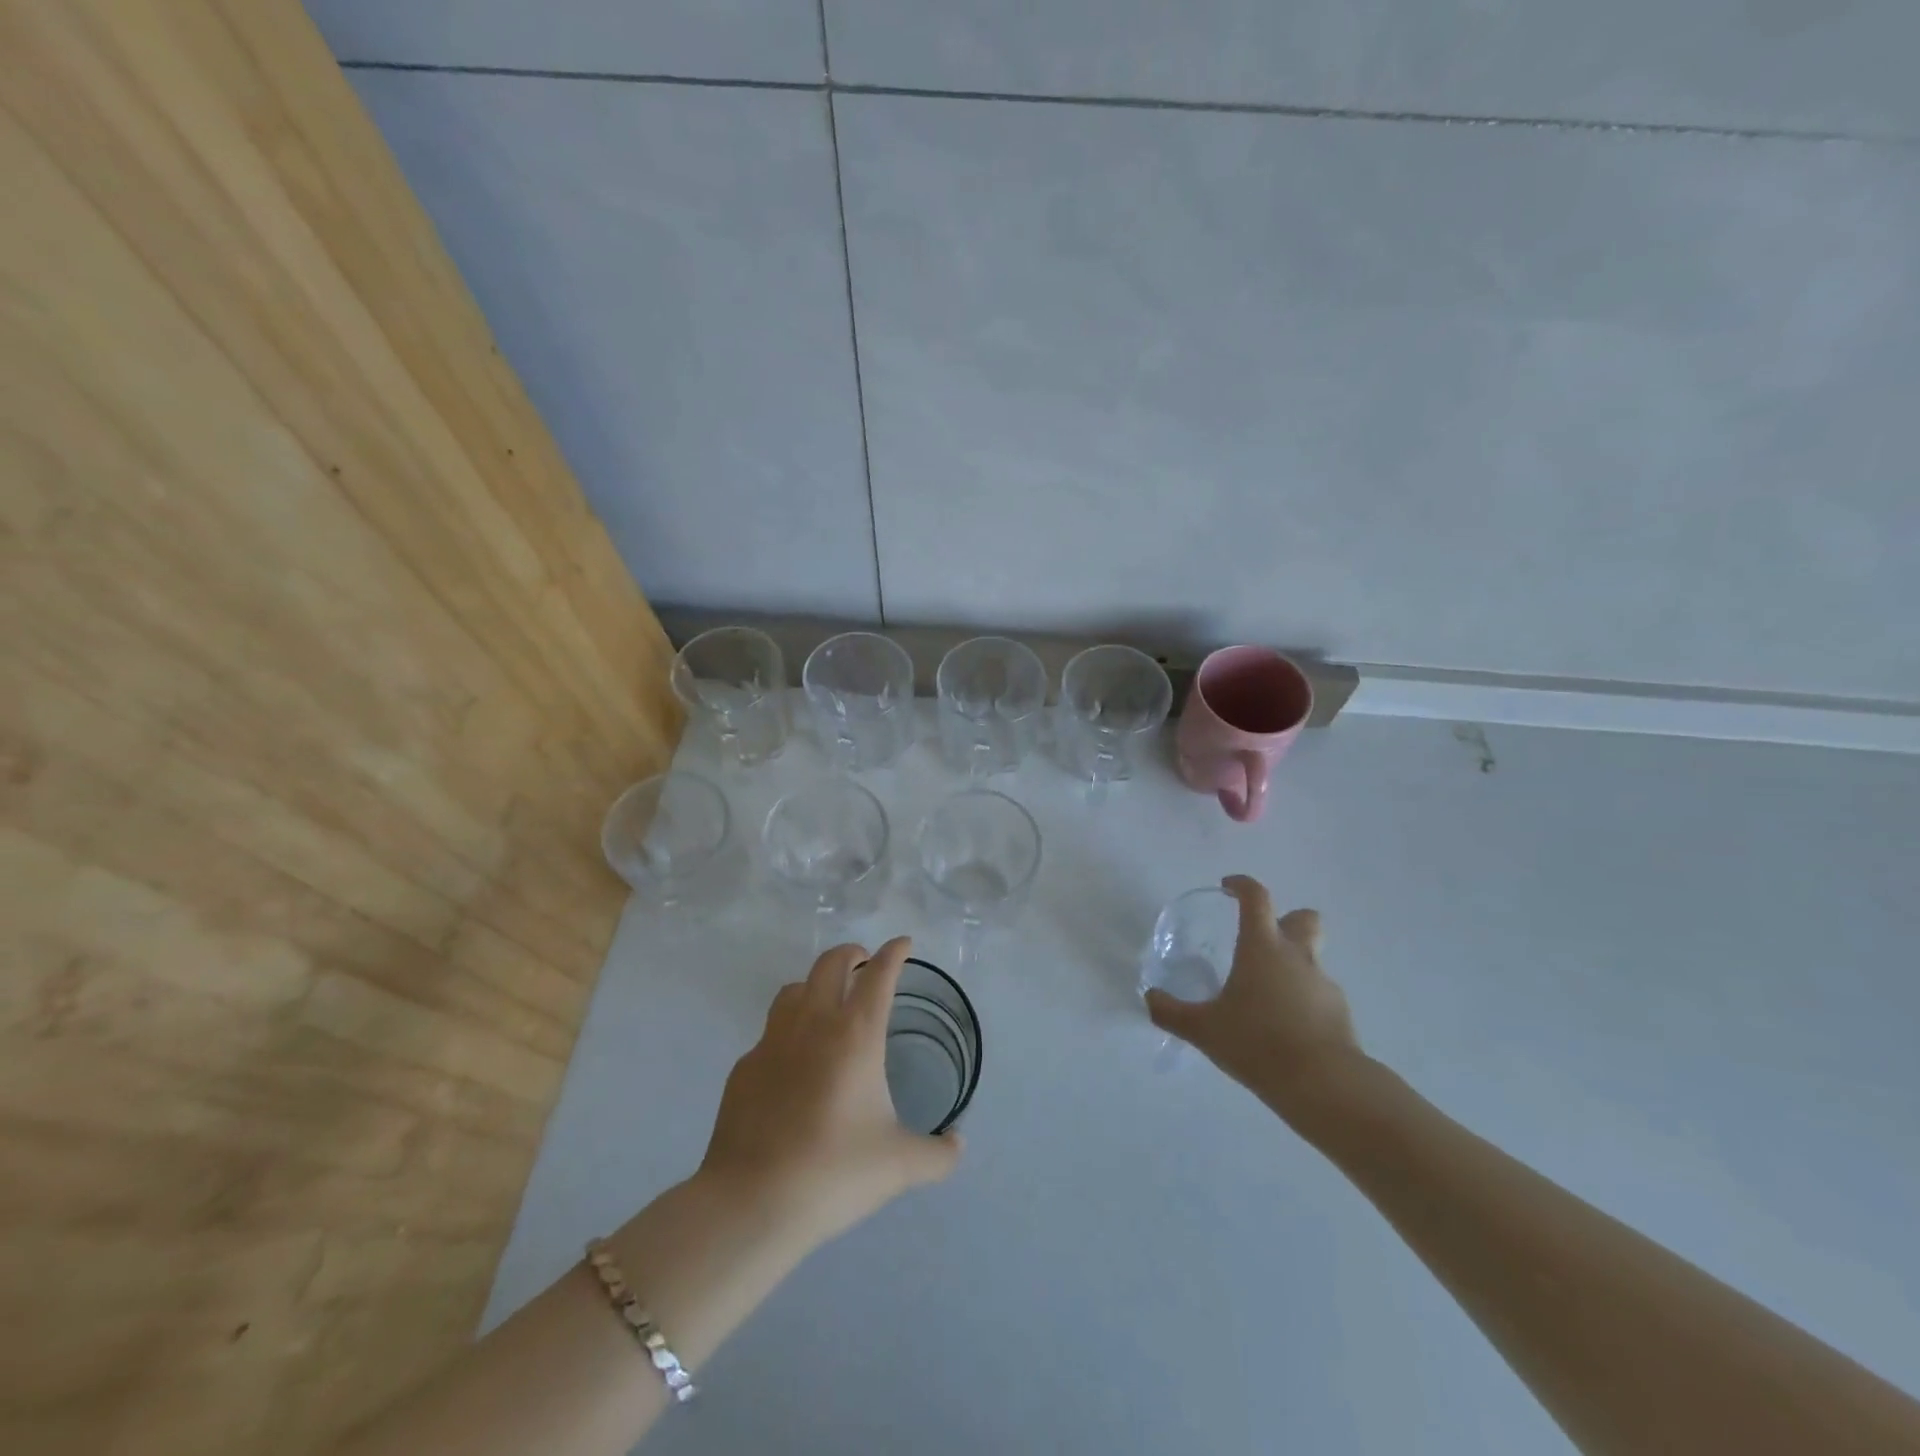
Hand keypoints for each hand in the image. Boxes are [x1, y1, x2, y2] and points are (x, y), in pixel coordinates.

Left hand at [699, 937, 962, 1249]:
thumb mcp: (899, 1166)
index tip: (903, 944)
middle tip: (864, 963)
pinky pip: (769, 1033)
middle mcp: (813, 1024)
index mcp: (856, 1034)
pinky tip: (792, 1064)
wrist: (752, 1202)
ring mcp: (772, 1042)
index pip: (879, 974)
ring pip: (794, 989)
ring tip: (826, 1003)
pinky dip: (787, 1032)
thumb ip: (938, 1154)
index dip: (894, 952)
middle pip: (830, 963)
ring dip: (814, 984)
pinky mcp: (744, 1068)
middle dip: (851, 953)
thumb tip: (958, 1144)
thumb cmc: (835, 1172)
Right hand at [1145, 875, 1361, 1122]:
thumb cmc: (1257, 1042)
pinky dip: (1303, 1000)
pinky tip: (1285, 1028)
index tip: (1228, 888)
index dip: (1242, 886)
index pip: (1257, 898)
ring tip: (1266, 997)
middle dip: (1286, 920)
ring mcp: (1322, 984)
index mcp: (1262, 947)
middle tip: (1260, 940)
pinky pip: (1318, 994)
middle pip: (1303, 918)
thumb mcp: (1203, 1029)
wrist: (1323, 1084)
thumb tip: (1149, 998)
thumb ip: (1171, 1012)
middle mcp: (1296, 956)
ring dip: (1292, 965)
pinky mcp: (1340, 1013)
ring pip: (1312, 958)